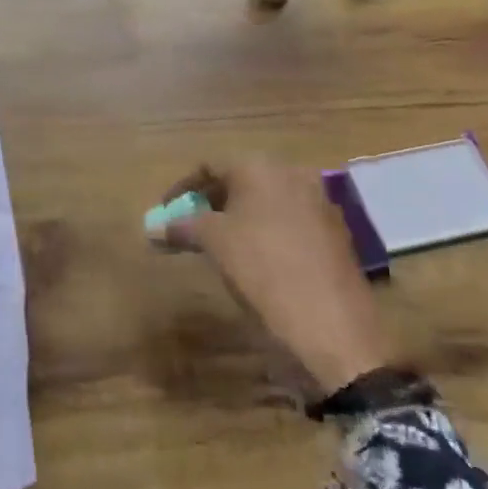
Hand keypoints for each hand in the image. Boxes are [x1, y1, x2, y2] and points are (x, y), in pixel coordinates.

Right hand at [161, 159, 393, 393]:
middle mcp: (292, 174)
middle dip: (210, 202)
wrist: (332, 322)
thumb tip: (152, 228)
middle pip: (240, 180)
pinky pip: (289, 220)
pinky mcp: (335, 232)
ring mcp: (319, 202)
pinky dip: (265, 231)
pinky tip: (257, 259)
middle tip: (189, 227)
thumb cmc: (262, 268)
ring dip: (238, 217)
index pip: (209, 166)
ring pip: (266, 201)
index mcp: (259, 167)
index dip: (181, 188)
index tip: (165, 212)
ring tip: (219, 245)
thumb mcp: (213, 243)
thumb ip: (180, 227)